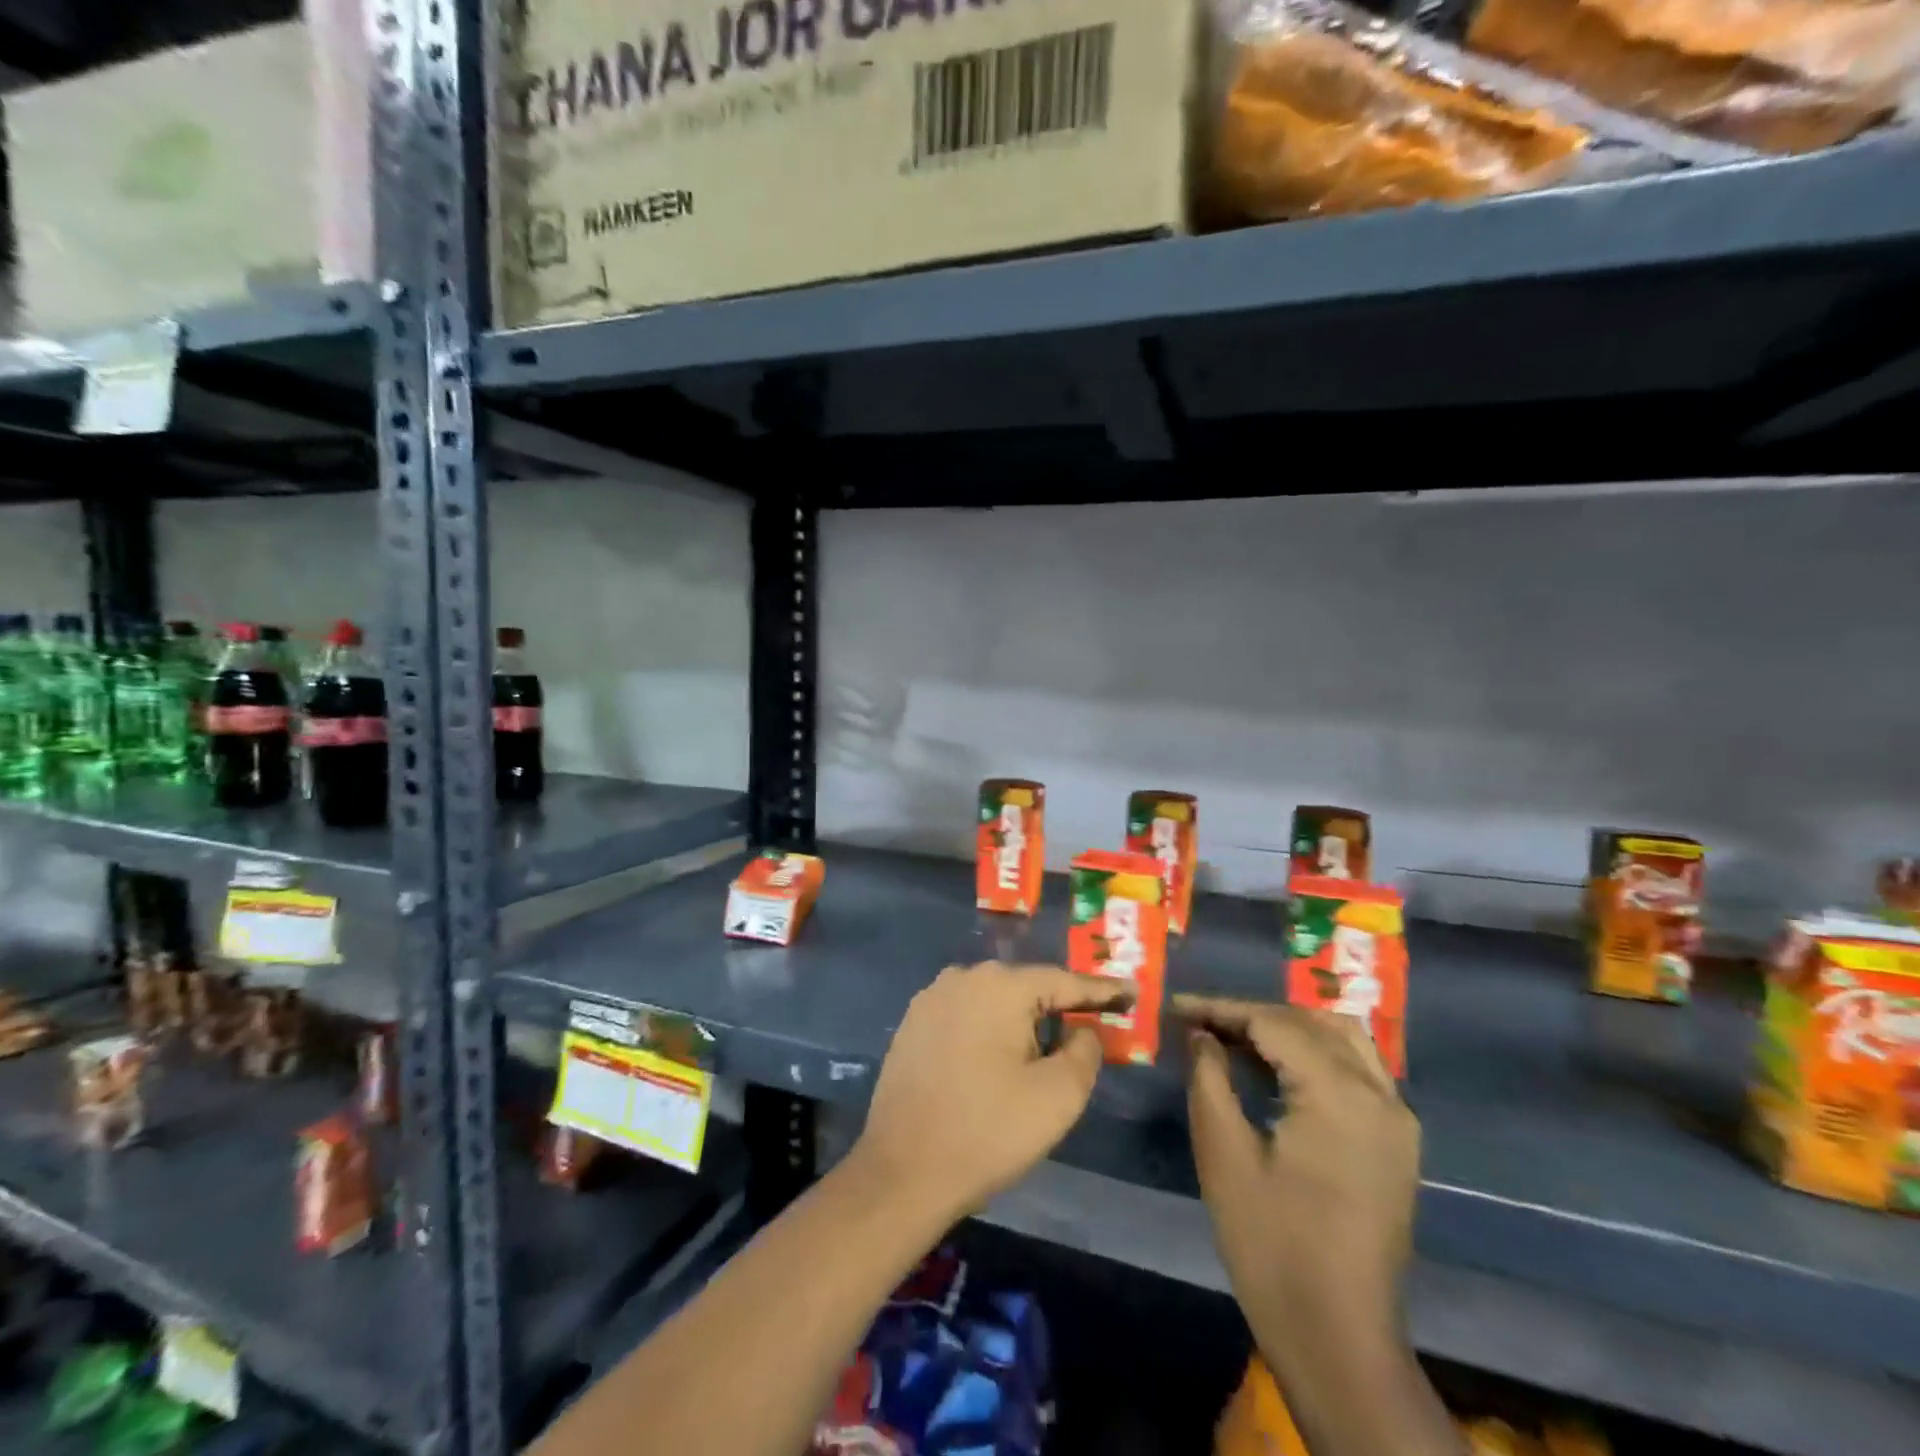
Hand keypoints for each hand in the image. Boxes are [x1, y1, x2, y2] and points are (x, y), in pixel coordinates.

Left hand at [853, 963, 1123, 1224]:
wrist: (902, 1171)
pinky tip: (996, 1063)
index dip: (1101, 991)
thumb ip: (1085, 1051)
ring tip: (1042, 1056)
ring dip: (1021, 1024)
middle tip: (1088, 1033)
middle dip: (1058, 1010)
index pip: (1064, 981)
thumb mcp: (1058, 1096)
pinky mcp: (912, 1024)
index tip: (1130, 992)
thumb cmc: (988, 1131)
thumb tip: (1081, 1029)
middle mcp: (963, 977)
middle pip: (1027, 989)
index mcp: (1000, 985)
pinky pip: (966, 1017)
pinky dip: (988, 1032)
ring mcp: (932, 998)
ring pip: (994, 1003)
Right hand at [1173, 996, 1418, 1326]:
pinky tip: (1278, 1068)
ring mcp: (1397, 1118)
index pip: (1273, 1022)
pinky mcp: (1397, 1141)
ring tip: (1236, 1037)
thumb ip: (1210, 1077)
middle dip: (1251, 1015)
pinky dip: (1316, 1052)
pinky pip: (1357, 1069)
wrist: (1338, 1339)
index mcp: (1339, 1093)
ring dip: (1287, 1027)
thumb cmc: (1271, 1244)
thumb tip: (1201, 1034)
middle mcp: (1379, 1094)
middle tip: (1200, 1022)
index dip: (1221, 1008)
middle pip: (1309, 1023)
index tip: (1175, 1006)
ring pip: (1341, 1038)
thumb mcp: (1223, 1152)